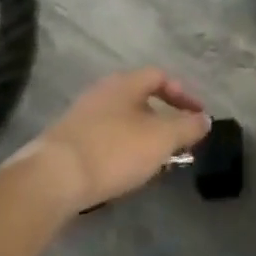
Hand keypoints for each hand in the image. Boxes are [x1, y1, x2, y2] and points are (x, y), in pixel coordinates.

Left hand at [9, 68, 210, 213]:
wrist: (50, 179)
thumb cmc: (113, 150)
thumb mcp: (161, 139)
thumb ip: (186, 127)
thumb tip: (205, 119)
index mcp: (125, 83)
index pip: (160, 76)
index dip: (183, 94)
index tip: (197, 116)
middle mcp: (102, 92)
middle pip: (140, 99)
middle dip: (162, 120)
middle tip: (177, 143)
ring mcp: (81, 117)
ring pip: (121, 121)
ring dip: (141, 138)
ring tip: (153, 163)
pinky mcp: (66, 143)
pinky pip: (103, 140)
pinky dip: (120, 152)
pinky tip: (122, 174)